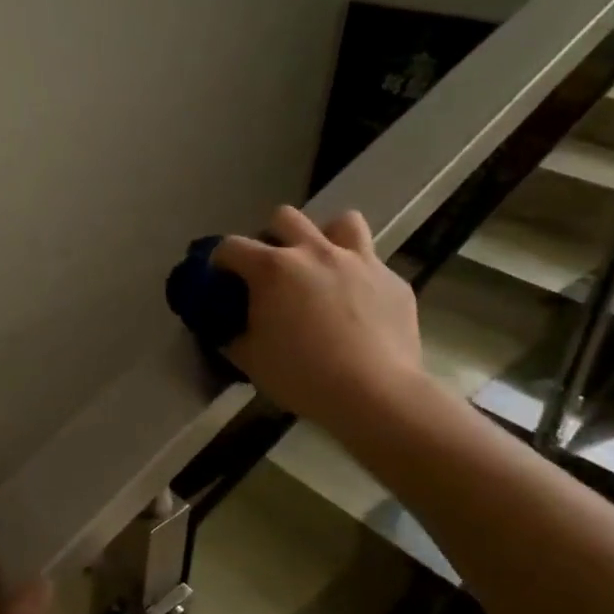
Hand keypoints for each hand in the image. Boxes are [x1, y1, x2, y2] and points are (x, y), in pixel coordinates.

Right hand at [212, 206, 428, 426]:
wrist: (375, 395)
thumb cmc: (303, 376)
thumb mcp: (251, 361)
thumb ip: (234, 336)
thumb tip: (227, 329)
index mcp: (273, 269)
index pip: (231, 246)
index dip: (220, 260)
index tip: (221, 278)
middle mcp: (315, 252)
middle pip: (285, 218)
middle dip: (273, 235)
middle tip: (273, 268)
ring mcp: (359, 262)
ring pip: (342, 222)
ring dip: (327, 238)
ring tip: (323, 267)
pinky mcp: (394, 281)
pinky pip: (373, 265)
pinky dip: (360, 278)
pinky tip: (360, 307)